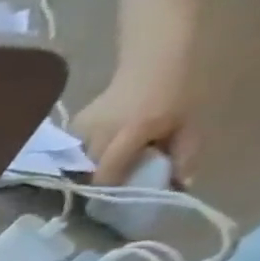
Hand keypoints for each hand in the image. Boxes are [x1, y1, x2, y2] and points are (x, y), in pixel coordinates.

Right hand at [75, 66, 197, 185]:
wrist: (152, 64)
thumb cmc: (176, 95)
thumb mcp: (188, 125)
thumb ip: (184, 155)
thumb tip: (179, 185)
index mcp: (132, 131)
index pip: (107, 172)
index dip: (110, 187)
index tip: (115, 196)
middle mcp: (100, 132)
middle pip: (89, 169)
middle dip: (100, 177)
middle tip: (115, 178)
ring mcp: (81, 129)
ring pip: (78, 161)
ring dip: (89, 166)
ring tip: (105, 162)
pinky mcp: (71, 126)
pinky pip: (72, 150)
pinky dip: (82, 154)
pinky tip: (96, 146)